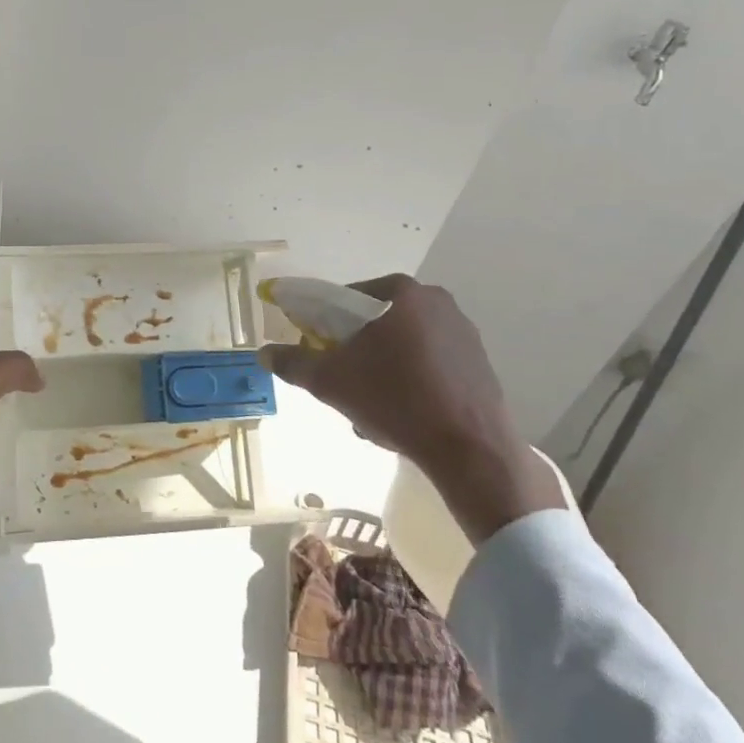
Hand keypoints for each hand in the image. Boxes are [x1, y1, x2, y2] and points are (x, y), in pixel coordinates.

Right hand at [260, 275, 562, 544]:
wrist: (470, 449)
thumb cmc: (395, 399)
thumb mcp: (330, 381)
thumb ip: (293, 362)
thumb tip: (264, 353)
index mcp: (400, 293)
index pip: (347, 297)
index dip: (325, 323)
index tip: (318, 350)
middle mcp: (436, 301)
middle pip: (376, 321)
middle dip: (356, 350)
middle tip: (343, 381)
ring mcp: (463, 332)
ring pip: (402, 345)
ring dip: (381, 369)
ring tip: (370, 407)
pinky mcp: (479, 363)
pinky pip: (429, 364)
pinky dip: (410, 381)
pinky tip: (402, 414)